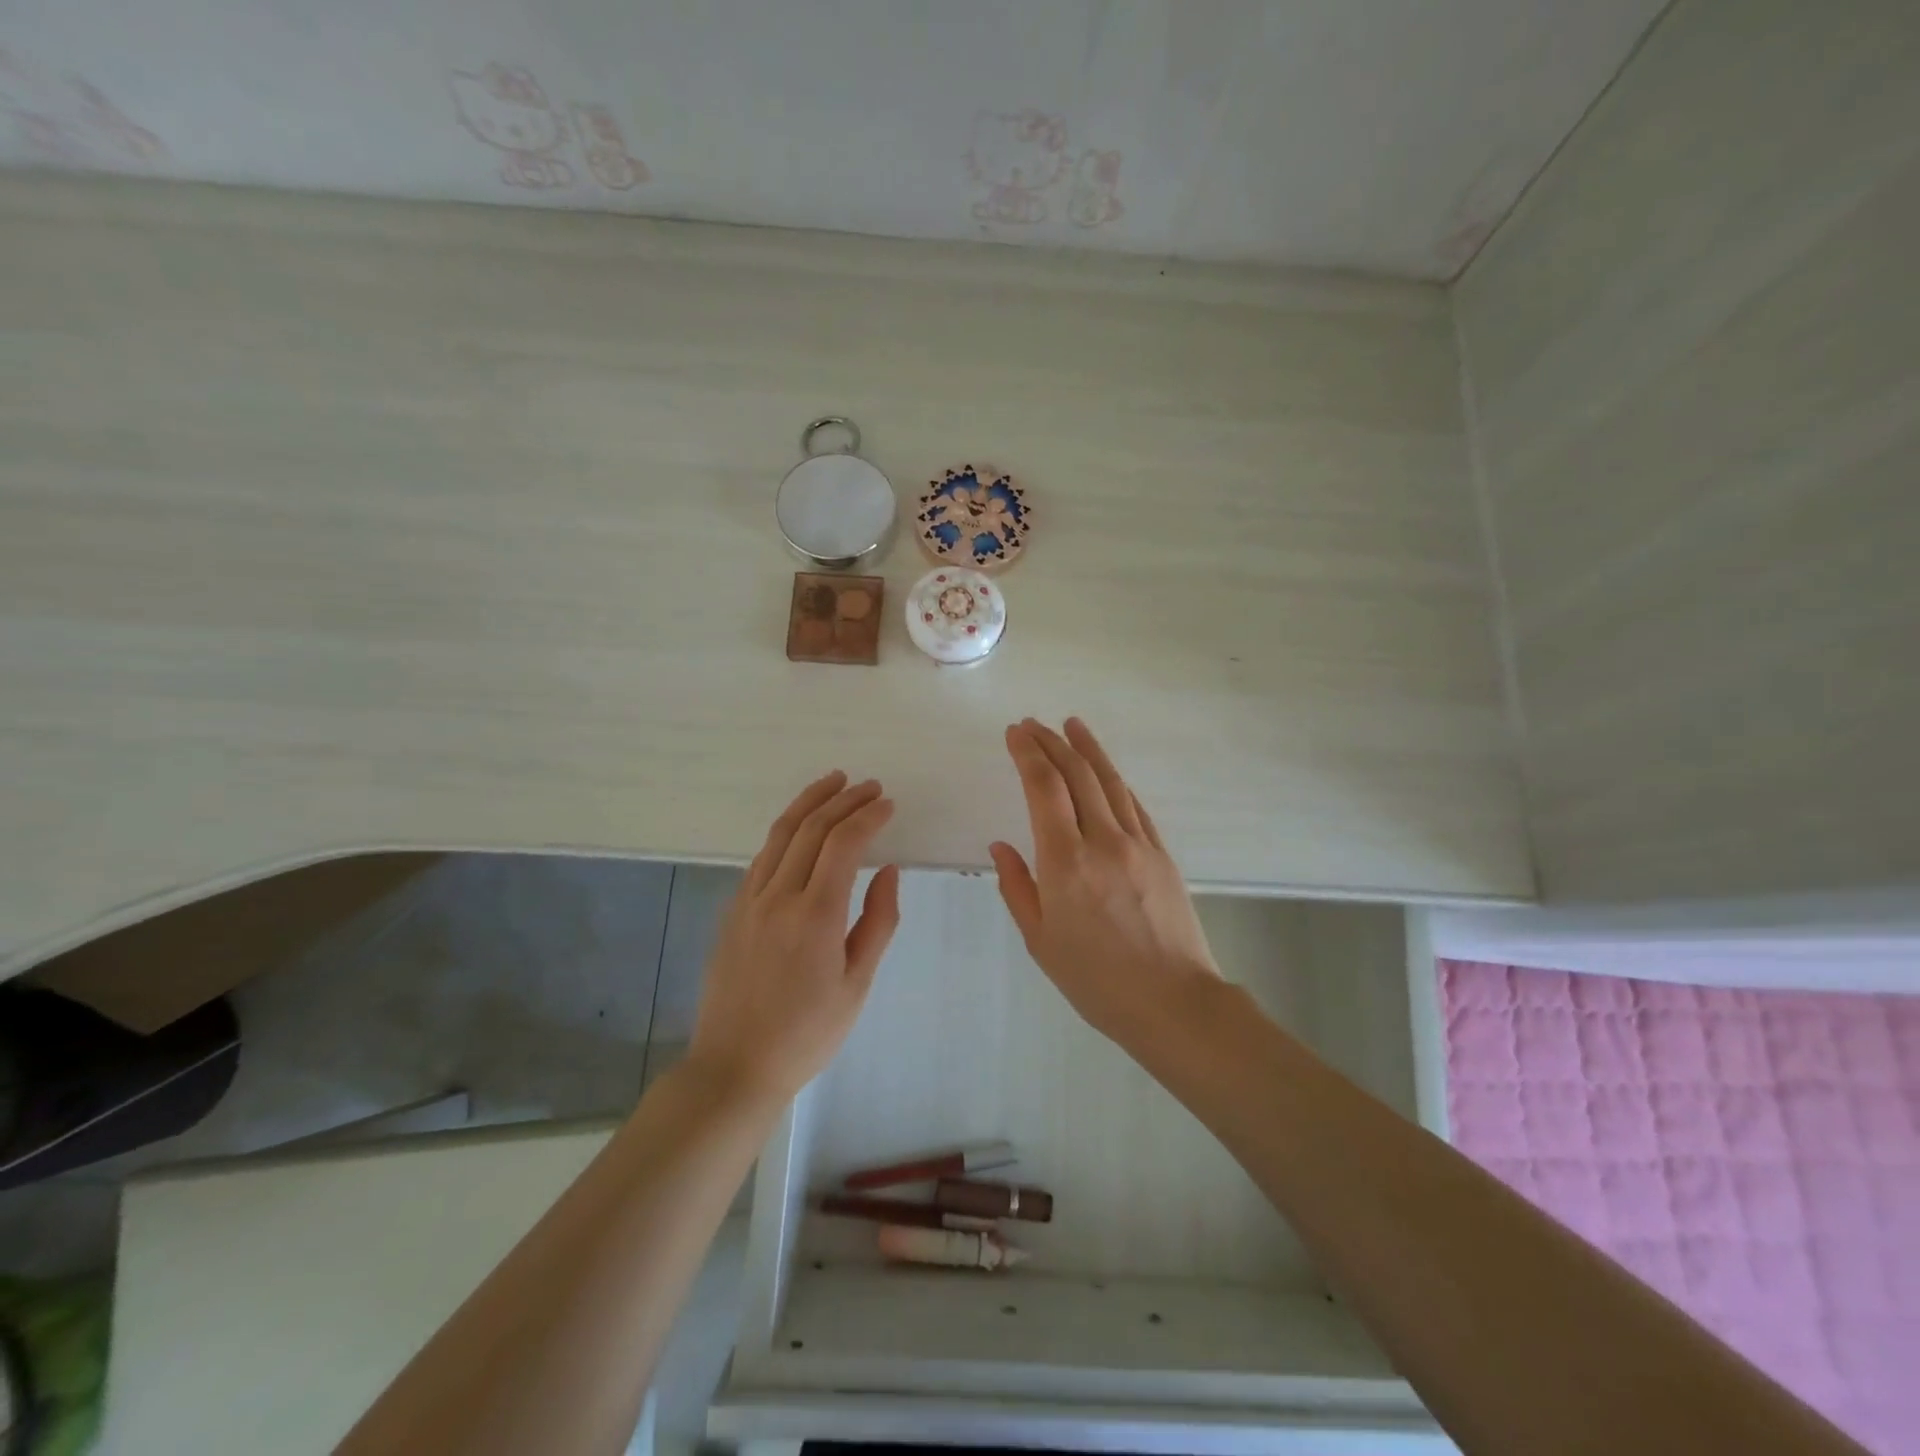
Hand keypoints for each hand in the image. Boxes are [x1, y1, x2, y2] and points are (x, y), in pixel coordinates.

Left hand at [689, 771, 900, 1105]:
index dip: (868, 816)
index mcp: (815, 915)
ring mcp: (749, 900)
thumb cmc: (807, 1033)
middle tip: (870, 786)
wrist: (735, 1065)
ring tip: (834, 782)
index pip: (843, 844)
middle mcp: (778, 896)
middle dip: (844, 800)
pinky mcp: (733, 910)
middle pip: (811, 828)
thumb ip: (877, 921)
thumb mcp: (857, 984)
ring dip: (809, 802)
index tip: (888, 804)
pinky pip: (763, 856)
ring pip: (781, 833)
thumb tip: (887, 870)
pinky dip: (786, 830)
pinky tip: (800, 827)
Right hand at [990, 718, 1219, 1044]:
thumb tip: (1001, 846)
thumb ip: (1017, 888)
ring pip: (1111, 782)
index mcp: (1065, 862)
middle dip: (1052, 742)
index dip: (1028, 754)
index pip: (1043, 788)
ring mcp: (1138, 844)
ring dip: (1087, 749)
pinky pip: (1135, 805)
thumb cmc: (1097, 980)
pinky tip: (1107, 772)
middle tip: (1033, 724)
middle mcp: (1102, 840)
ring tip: (1071, 724)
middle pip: (1077, 775)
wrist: (1174, 1002)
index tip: (1014, 732)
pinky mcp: (1162, 853)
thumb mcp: (1041, 941)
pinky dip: (1116, 781)